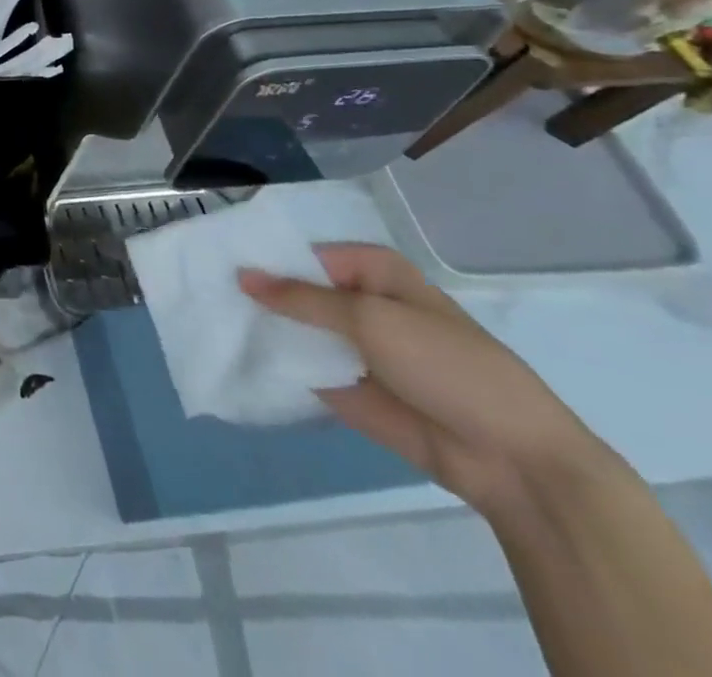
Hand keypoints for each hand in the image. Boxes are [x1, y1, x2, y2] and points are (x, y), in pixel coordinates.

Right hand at [239, 243, 612, 517]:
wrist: (511, 460)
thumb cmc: (448, 366)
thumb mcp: (370, 319)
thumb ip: (301, 298)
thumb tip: (241, 275)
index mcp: (372, 271)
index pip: (303, 251)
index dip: (263, 253)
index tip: (214, 255)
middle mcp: (359, 302)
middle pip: (294, 289)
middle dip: (255, 290)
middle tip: (200, 285)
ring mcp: (351, 347)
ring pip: (293, 327)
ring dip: (259, 325)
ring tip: (206, 316)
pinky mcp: (344, 386)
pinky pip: (300, 366)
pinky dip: (271, 360)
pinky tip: (229, 351)